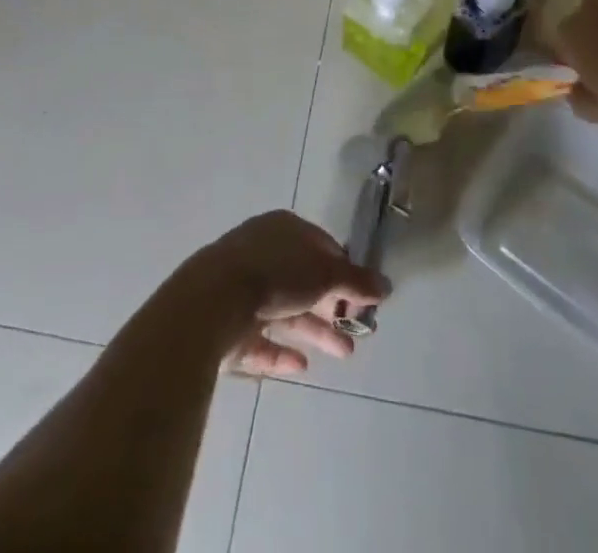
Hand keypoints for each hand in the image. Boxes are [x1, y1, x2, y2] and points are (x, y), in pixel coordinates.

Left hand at [187, 210, 389, 376]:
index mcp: (283, 229)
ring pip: (285, 311)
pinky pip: (260, 340)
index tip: (362, 297)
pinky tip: (300, 368)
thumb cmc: (275, 274)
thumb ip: (355, 281)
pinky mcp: (227, 325)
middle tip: (357, 332)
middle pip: (304, 281)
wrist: (211, 302)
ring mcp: (241, 289)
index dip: (344, 270)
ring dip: (314, 331)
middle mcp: (262, 253)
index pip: (321, 245)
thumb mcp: (324, 274)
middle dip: (332, 307)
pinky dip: (281, 352)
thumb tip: (386, 285)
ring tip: (344, 354)